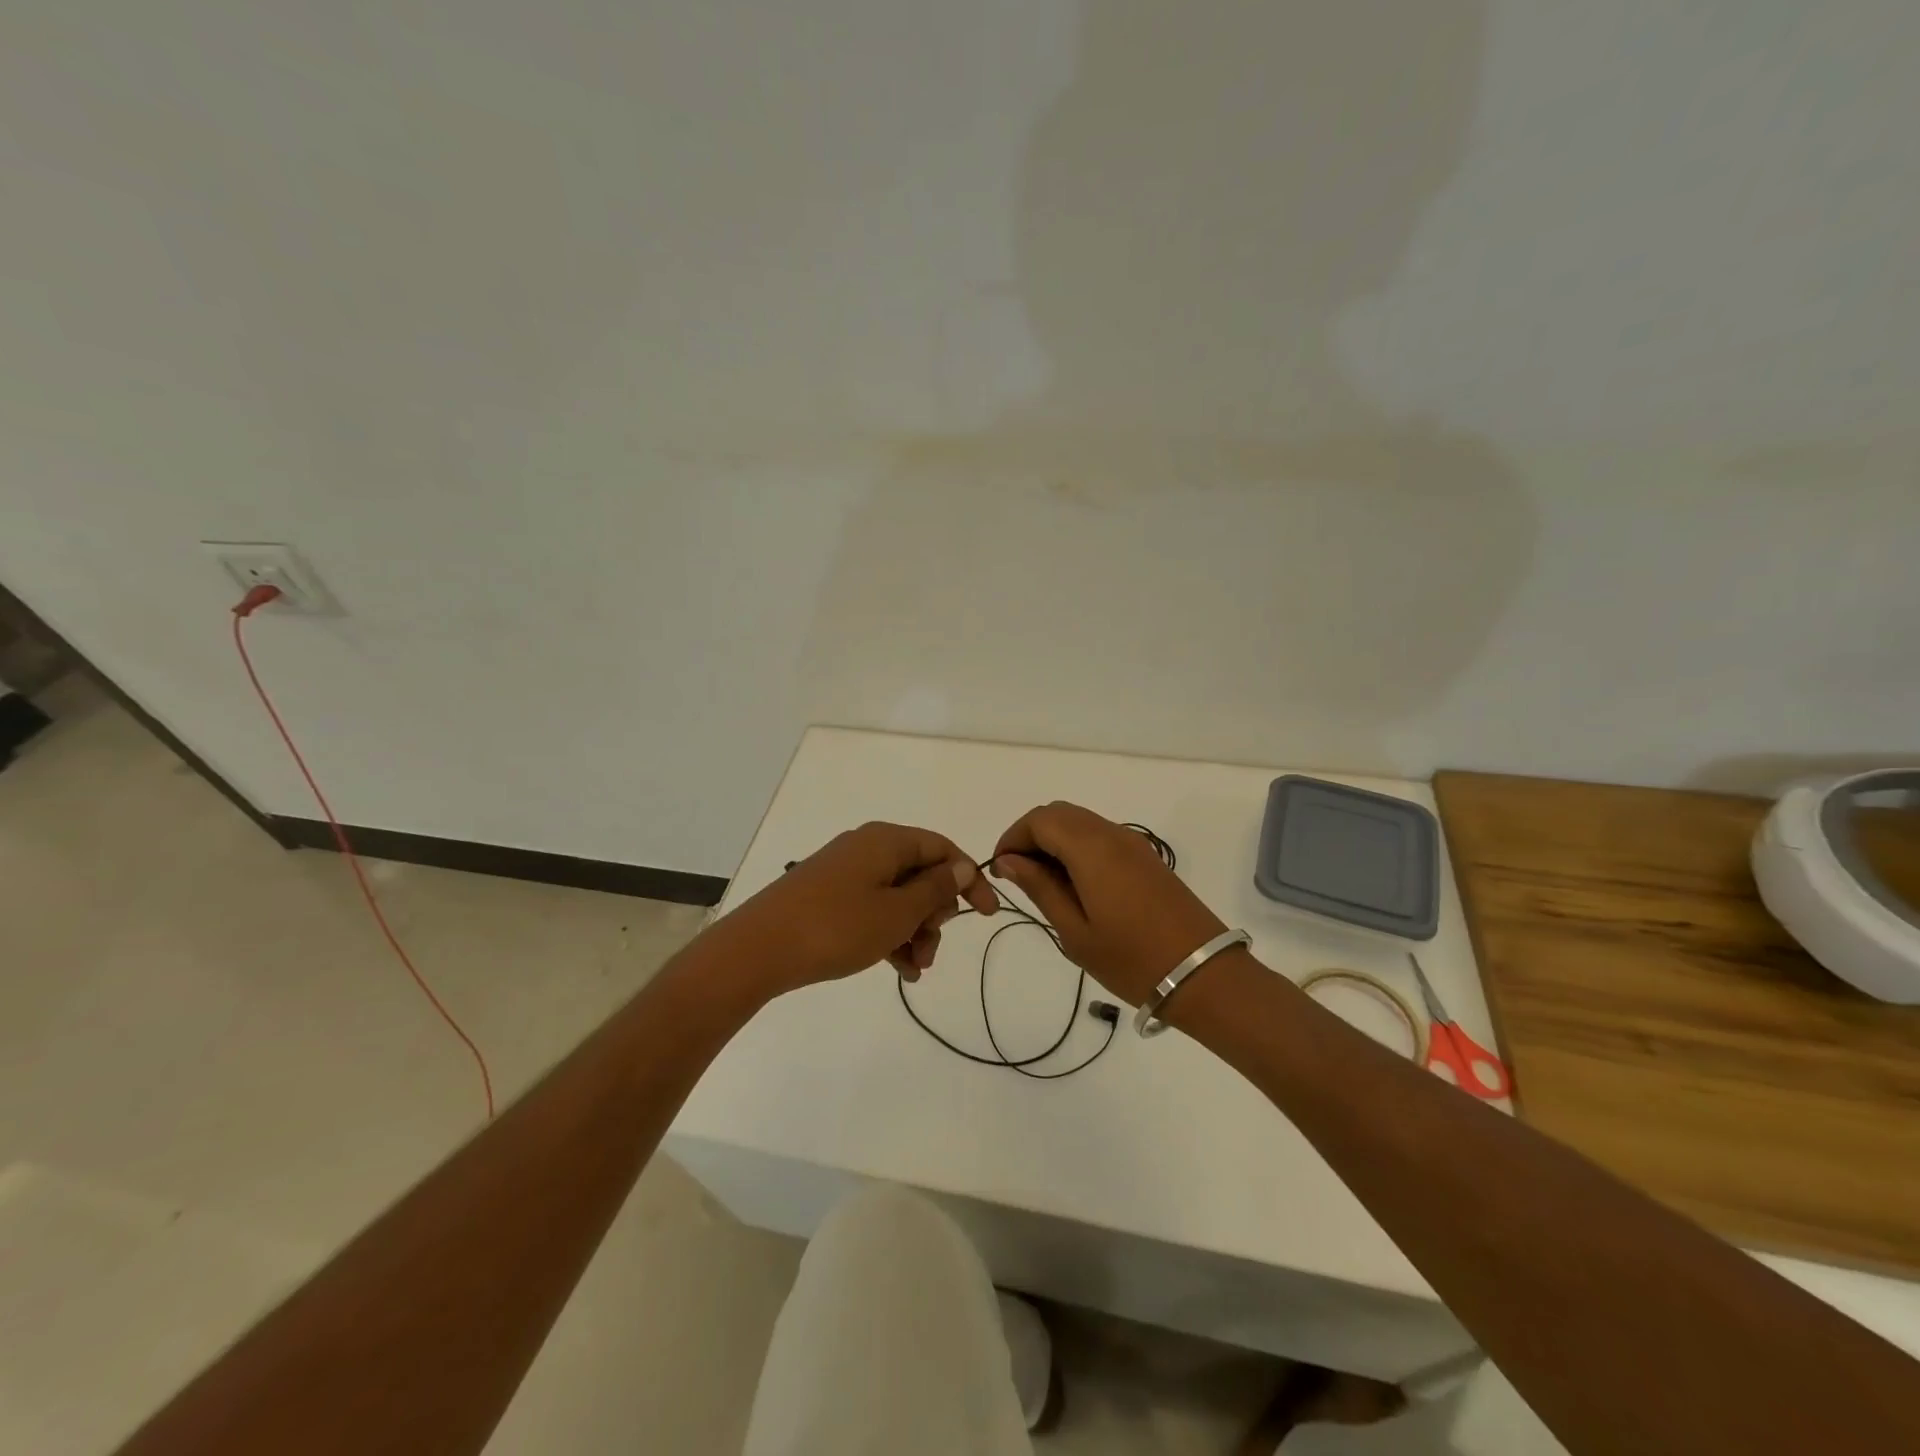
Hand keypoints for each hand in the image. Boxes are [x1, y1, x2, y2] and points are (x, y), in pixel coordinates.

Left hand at [712, 821, 997, 999]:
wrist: (758, 950)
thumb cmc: (837, 927)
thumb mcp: (897, 912)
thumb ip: (936, 889)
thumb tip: (962, 865)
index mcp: (886, 840)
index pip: (942, 848)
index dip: (969, 880)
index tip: (987, 915)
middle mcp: (867, 848)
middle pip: (920, 873)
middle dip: (936, 913)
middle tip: (933, 948)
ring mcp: (845, 872)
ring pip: (897, 896)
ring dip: (914, 930)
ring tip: (917, 968)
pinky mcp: (828, 896)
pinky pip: (872, 908)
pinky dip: (889, 934)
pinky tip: (899, 970)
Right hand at [993, 802, 1225, 1005]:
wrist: (1204, 975)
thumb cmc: (1132, 959)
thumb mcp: (1075, 931)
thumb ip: (1040, 888)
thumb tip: (1010, 861)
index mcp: (1091, 848)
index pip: (1040, 819)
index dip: (1013, 837)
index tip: (1000, 870)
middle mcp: (1112, 834)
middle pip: (1059, 813)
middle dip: (1031, 835)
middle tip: (1018, 876)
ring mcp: (1134, 844)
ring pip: (1081, 822)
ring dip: (1054, 841)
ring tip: (1042, 883)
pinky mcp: (1147, 858)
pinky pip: (1101, 836)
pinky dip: (1077, 848)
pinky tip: (1074, 885)